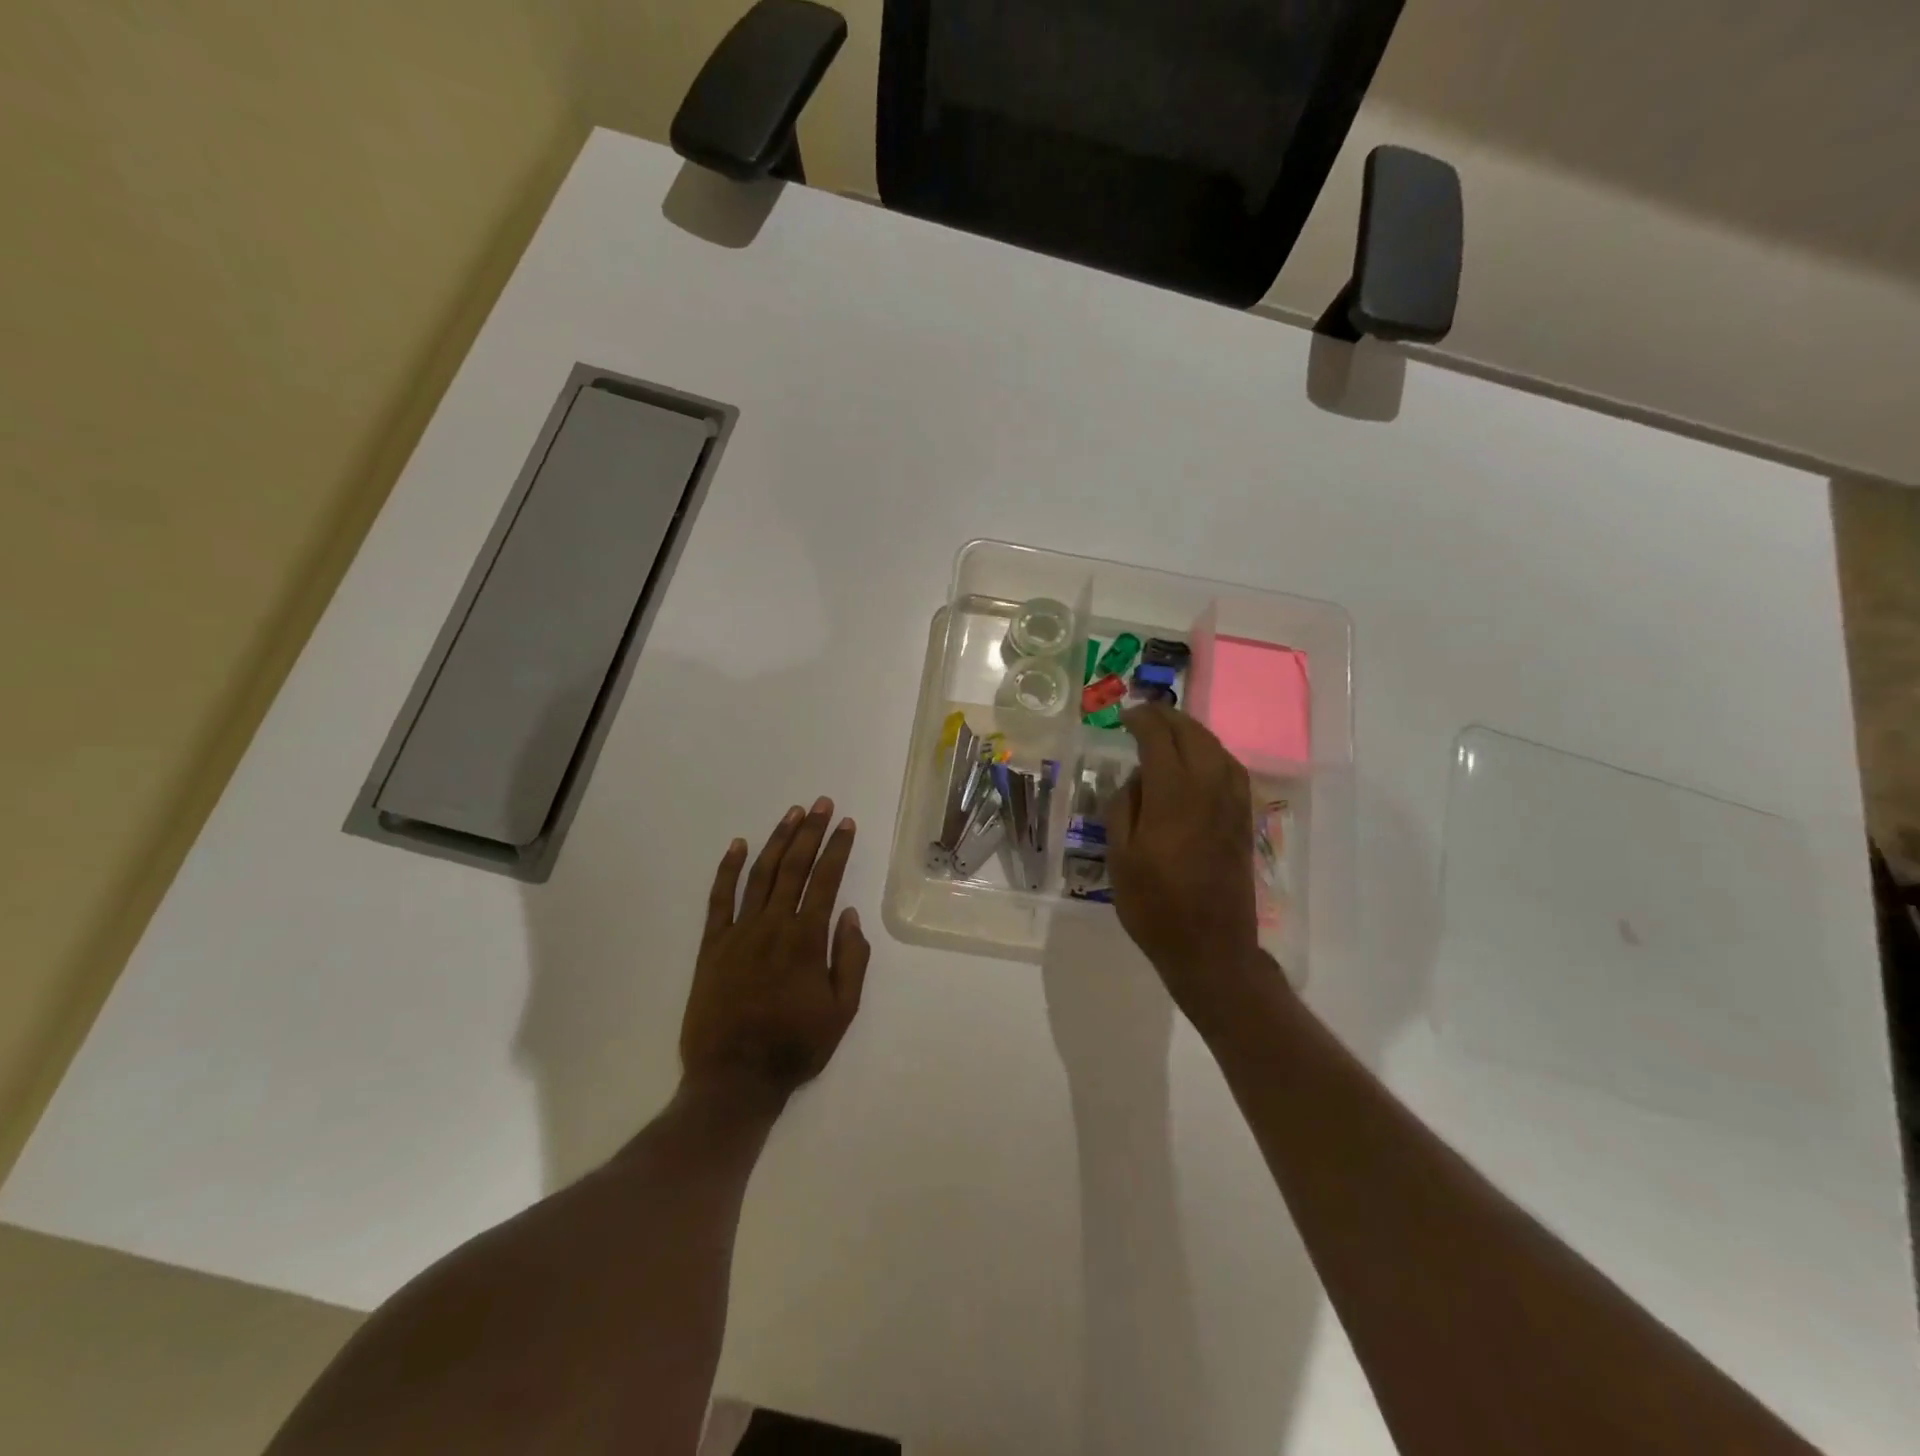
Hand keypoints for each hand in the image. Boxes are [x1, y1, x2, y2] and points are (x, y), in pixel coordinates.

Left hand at [680, 798, 870, 1102]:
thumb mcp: (842, 1011)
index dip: (837, 849)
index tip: (845, 824)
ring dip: (777, 840)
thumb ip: (851, 960)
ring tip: (792, 813)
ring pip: (760, 874)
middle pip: (794, 867)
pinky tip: (738, 845)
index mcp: (806, 940)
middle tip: (821, 804)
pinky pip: (719, 899)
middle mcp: (773, 926)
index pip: (825, 881)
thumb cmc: (795, 1047)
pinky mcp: (712, 945)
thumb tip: (849, 915)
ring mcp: (738, 932)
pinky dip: (728, 869)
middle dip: (810, 832)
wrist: (734, 1078)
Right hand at [1106, 706, 1275, 1019]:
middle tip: (1144, 715)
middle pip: (1192, 734)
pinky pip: (1231, 769)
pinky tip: (1200, 761)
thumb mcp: (1120, 858)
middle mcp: (1209, 788)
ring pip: (1216, 747)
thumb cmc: (1154, 905)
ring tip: (1170, 731)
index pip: (1159, 738)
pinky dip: (1213, 752)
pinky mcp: (1244, 818)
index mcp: (1173, 795)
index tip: (1124, 716)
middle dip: (1168, 718)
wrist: (1211, 946)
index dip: (1141, 720)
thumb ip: (1123, 808)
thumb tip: (1136, 778)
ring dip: (1192, 731)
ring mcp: (1233, 802)